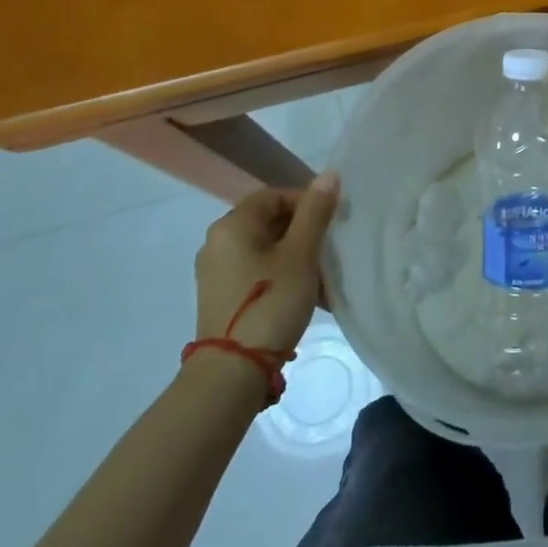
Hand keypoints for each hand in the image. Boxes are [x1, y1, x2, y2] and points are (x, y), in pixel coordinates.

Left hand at [192, 173, 339, 357]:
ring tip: (322, 279)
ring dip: (296, 257)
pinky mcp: (220, 296)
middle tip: (329, 251)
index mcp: (233, 225)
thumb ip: (315, 212)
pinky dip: (281, 275)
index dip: (307, 202)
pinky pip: (256, 272)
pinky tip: (304, 297)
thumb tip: (329, 174)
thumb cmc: (270, 302)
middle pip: (269, 221)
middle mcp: (217, 242)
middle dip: (304, 232)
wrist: (232, 372)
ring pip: (266, 249)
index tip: (331, 223)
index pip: (274, 194)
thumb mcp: (301, 254)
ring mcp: (216, 272)